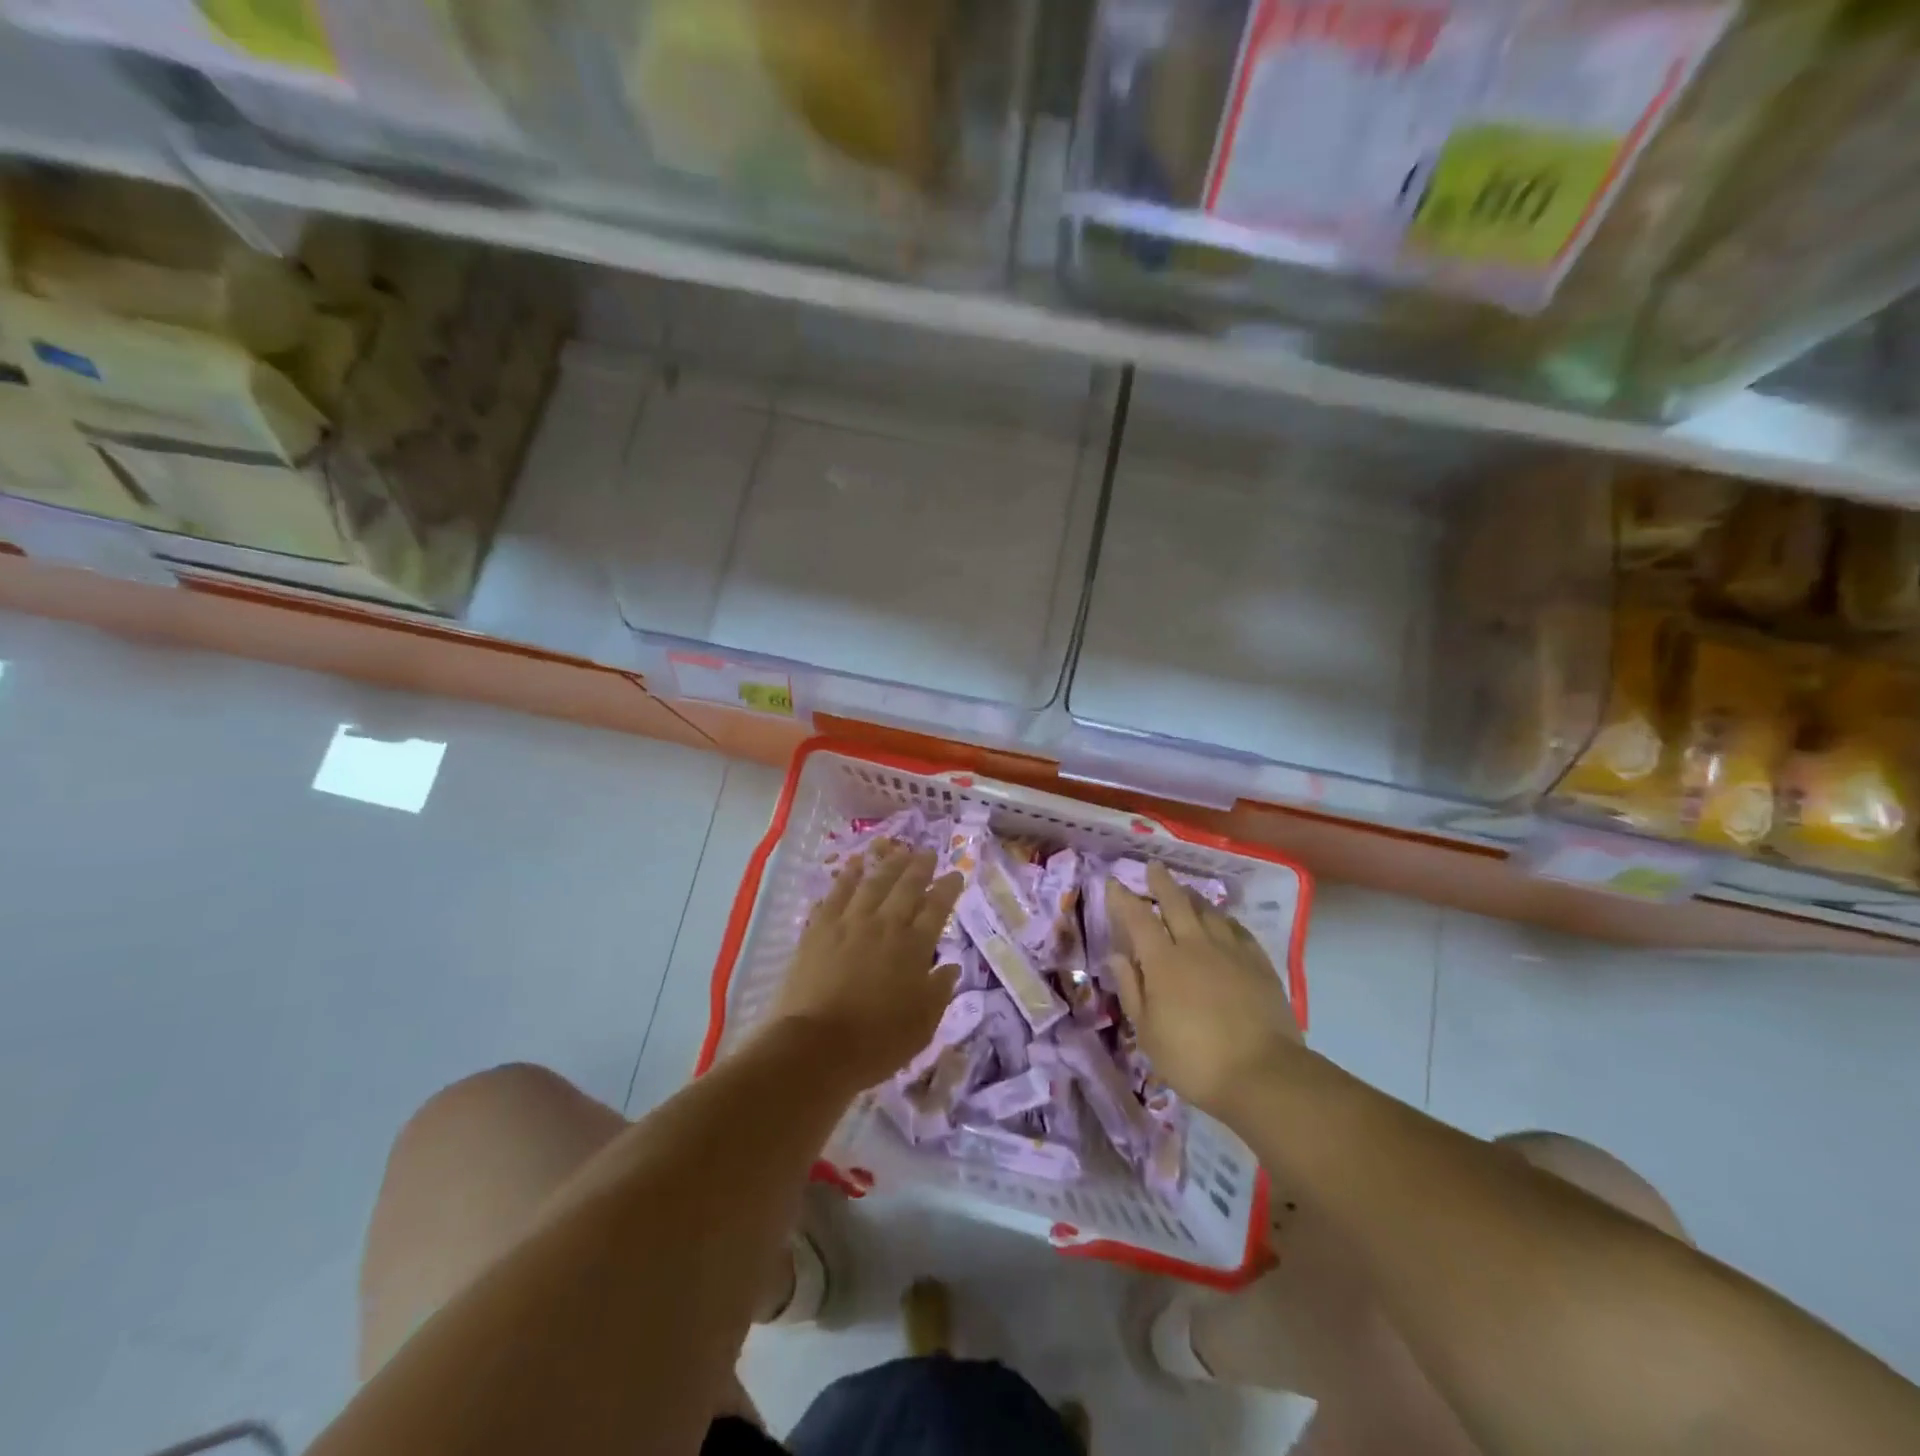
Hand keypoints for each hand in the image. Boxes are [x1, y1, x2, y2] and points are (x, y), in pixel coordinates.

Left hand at [771, 844, 963, 1091]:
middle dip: (920, 867)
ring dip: (887, 863)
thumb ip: (939, 991)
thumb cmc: (876, 1042)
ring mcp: (849, 923)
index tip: (956, 874)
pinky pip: (836, 893)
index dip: (948, 888)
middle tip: (927, 852)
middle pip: (906, 886)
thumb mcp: (922, 1025)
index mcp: (914, 947)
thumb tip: (950, 966)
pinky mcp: (819, 929)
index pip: (937, 908)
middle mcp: (885, 925)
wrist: (816, 1046)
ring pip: (872, 882)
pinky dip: (847, 875)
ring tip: (897, 850)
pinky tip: (853, 864)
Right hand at [1108, 862, 1303, 1117]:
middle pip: (1176, 902)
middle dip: (1161, 882)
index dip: (1123, 898)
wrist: (1263, 1074)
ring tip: (1185, 890)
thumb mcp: (1147, 1031)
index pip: (1137, 918)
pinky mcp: (1259, 963)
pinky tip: (1223, 921)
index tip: (1113, 882)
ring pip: (1208, 911)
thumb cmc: (1193, 1059)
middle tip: (1154, 867)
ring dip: (1193, 897)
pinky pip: (1238, 929)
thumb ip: (1131, 988)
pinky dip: (1224, 919)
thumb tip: (1117, 956)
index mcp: (1163, 960)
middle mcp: (1195, 945)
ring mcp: (1231, 951)